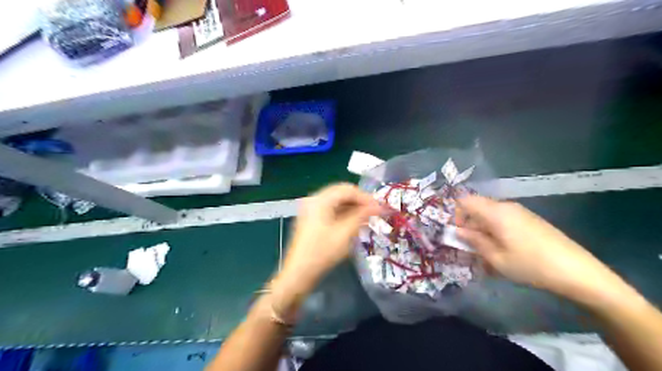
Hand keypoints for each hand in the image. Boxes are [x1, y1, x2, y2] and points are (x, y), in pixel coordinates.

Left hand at [270, 182, 383, 318]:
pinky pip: (330, 209)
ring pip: (336, 201)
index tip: (380, 207)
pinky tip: (353, 222)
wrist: (299, 273)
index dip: (365, 197)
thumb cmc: (322, 252)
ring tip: (367, 217)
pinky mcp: (310, 219)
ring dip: (352, 207)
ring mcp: (310, 209)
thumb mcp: (345, 233)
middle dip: (359, 201)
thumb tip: (378, 206)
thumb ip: (362, 216)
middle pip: (341, 193)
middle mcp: (313, 199)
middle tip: (375, 211)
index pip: (347, 190)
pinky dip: (343, 213)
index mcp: (320, 200)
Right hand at [458, 195, 626, 302]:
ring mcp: (520, 212)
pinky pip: (503, 219)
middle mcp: (506, 206)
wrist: (577, 271)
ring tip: (486, 251)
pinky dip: (495, 230)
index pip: (465, 201)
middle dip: (468, 224)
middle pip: (477, 206)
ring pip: (490, 214)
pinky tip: (503, 249)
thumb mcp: (496, 258)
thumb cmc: (530, 265)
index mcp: (495, 212)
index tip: (457, 234)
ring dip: (481, 229)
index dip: (455, 214)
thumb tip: (458, 231)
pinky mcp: (530, 219)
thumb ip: (474, 241)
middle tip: (469, 246)